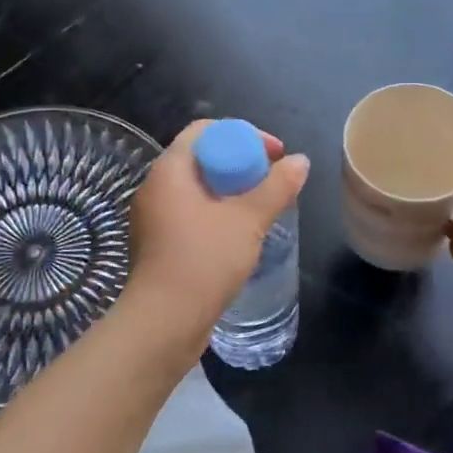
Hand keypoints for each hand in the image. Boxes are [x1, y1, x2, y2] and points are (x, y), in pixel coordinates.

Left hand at [121, 120, 309, 344]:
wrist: (165, 321)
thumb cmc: (204, 261)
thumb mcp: (248, 220)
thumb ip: (276, 188)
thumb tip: (300, 162)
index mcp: (169, 170)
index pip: (205, 131)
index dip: (244, 135)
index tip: (274, 155)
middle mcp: (154, 188)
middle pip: (201, 160)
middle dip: (240, 166)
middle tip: (271, 184)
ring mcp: (152, 219)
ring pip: (196, 192)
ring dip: (229, 194)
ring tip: (260, 211)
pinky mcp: (157, 246)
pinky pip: (189, 216)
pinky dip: (215, 216)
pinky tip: (238, 238)